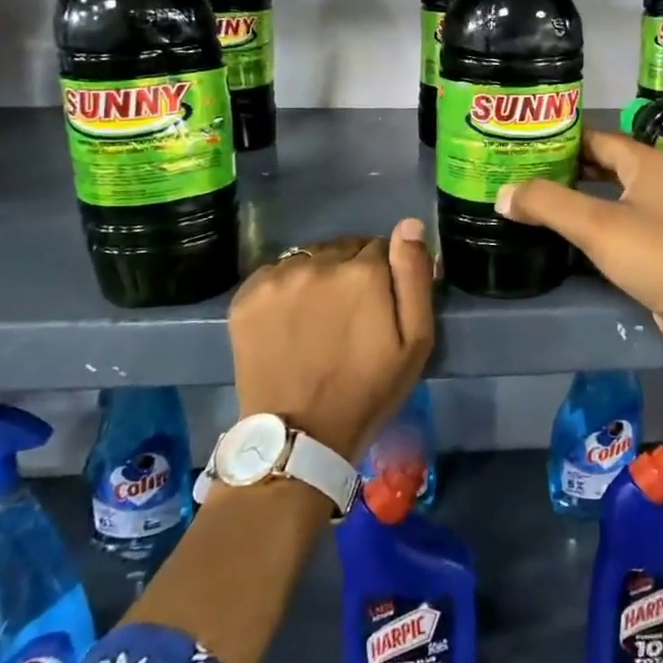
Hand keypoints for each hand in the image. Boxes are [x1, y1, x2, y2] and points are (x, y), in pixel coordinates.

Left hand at [227, 219, 434, 461]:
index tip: (380, 304)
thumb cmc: (368, 390)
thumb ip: (414, 276)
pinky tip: (290, 320)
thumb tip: (409, 225)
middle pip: (344, 247)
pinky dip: (286, 288)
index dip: (385, 274)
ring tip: (318, 318)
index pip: (382, 246)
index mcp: (363, 272)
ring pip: (310, 258)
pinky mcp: (247, 296)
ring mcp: (278, 278)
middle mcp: (319, 263)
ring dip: (319, 276)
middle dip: (352, 271)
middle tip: (350, 313)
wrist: (300, 436)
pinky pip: (276, 273)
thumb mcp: (415, 341)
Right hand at [496, 129, 662, 349]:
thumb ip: (547, 204)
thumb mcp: (595, 225)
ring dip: (580, 195)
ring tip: (538, 200)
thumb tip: (503, 194)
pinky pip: (621, 219)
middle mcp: (658, 179)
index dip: (560, 141)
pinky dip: (595, 219)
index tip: (523, 147)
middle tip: (524, 174)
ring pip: (613, 193)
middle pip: (604, 163)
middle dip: (566, 168)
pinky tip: (571, 232)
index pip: (596, 138)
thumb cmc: (654, 255)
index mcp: (647, 162)